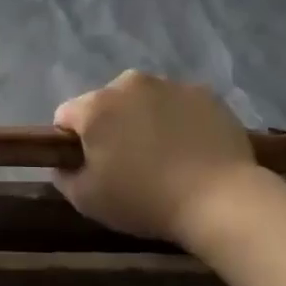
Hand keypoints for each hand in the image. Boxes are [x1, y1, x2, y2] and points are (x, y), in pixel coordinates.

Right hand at [52, 71, 260, 242]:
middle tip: (128, 162)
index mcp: (95, 107)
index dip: (72, 141)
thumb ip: (64, 175)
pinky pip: (178, 103)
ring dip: (144, 119)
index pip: (66, 116)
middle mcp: (128, 84)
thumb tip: (63, 162)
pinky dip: (178, 119)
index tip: (90, 165)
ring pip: (143, 100)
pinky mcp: (204, 93)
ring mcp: (170, 85)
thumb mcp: (87, 200)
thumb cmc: (145, 201)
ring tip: (164, 155)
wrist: (221, 200)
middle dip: (111, 126)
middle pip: (106, 103)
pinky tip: (191, 149)